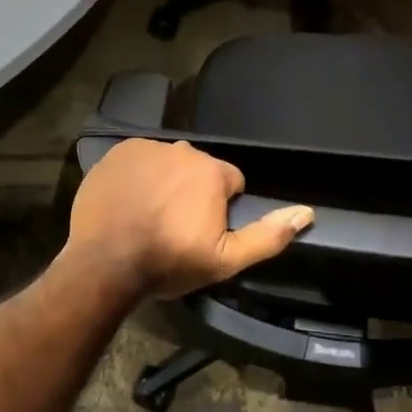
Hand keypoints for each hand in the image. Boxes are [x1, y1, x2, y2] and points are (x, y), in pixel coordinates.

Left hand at [64, 139, 312, 303]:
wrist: (105, 262)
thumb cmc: (168, 262)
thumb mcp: (225, 260)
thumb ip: (267, 235)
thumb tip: (306, 212)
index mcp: (212, 171)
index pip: (231, 182)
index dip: (220, 209)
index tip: (201, 232)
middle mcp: (182, 150)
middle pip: (198, 170)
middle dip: (193, 193)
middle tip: (174, 227)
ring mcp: (147, 149)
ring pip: (168, 164)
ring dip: (165, 183)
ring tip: (148, 216)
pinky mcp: (117, 153)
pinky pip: (139, 160)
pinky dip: (138, 177)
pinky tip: (128, 203)